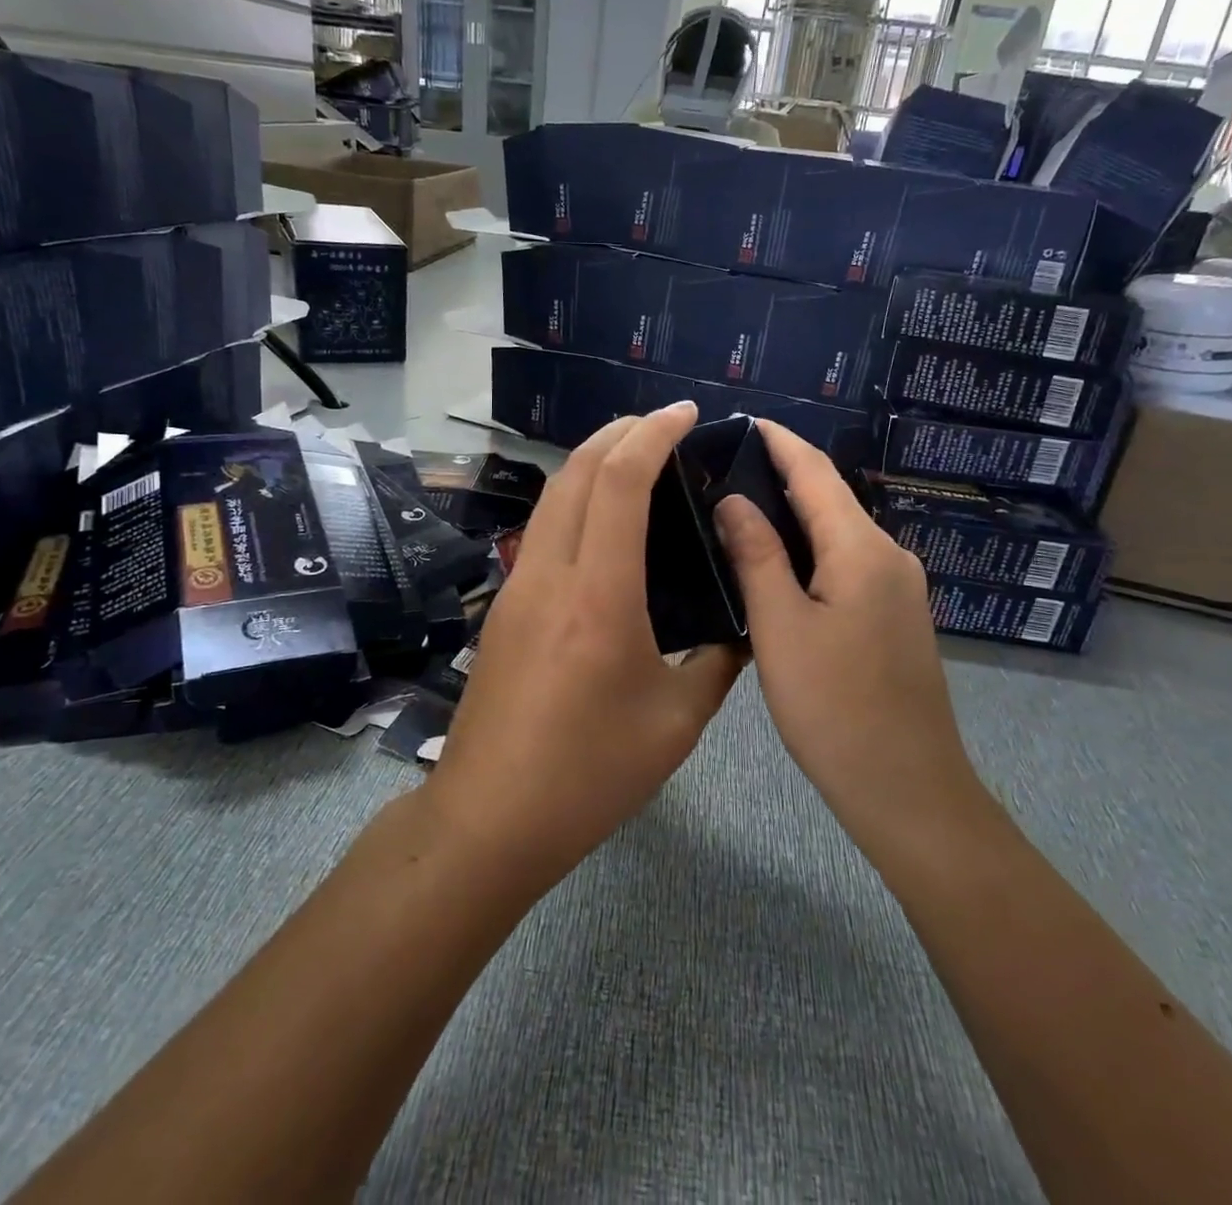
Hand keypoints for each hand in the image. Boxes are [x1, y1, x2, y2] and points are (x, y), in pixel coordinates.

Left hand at [426, 404, 742, 885]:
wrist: (489, 817)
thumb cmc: (589, 775)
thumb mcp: (676, 724)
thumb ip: (717, 665)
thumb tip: (742, 627)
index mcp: (598, 596)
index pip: (620, 483)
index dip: (652, 434)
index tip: (685, 413)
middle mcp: (549, 575)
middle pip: (576, 472)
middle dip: (619, 432)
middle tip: (664, 424)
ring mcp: (517, 588)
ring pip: (552, 497)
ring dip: (592, 462)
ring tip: (637, 457)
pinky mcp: (504, 607)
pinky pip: (543, 530)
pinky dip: (576, 500)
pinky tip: (604, 522)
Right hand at [713, 423, 981, 839]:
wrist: (907, 789)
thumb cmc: (834, 708)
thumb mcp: (780, 628)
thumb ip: (756, 555)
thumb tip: (732, 499)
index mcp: (862, 550)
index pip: (816, 472)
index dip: (778, 442)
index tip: (740, 420)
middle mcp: (889, 556)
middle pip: (829, 499)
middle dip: (779, 475)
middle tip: (720, 468)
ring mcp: (898, 588)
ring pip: (837, 533)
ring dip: (791, 515)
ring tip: (736, 508)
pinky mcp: (894, 617)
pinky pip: (846, 563)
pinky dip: (808, 550)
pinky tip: (774, 562)